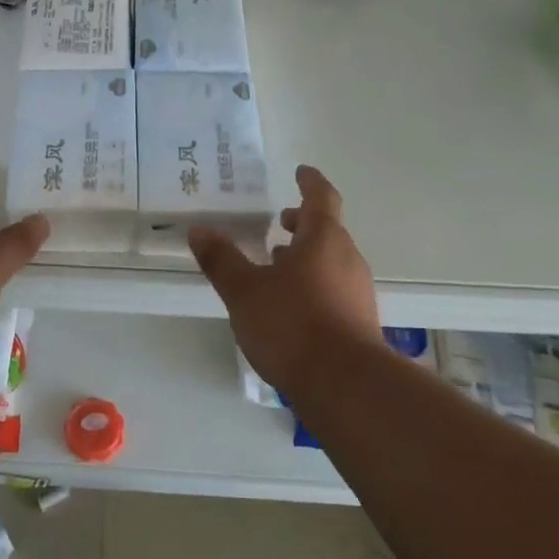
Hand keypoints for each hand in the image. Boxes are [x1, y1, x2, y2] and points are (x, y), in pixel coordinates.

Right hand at [189, 166, 380, 401]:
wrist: (346, 386)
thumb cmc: (292, 324)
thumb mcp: (244, 290)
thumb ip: (222, 260)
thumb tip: (199, 230)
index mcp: (324, 240)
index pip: (321, 198)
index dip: (310, 182)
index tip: (300, 172)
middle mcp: (347, 260)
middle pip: (327, 231)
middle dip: (302, 224)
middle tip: (278, 223)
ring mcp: (357, 292)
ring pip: (330, 261)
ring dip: (305, 256)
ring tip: (275, 264)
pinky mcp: (358, 323)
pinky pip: (333, 288)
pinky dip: (312, 283)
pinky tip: (289, 304)